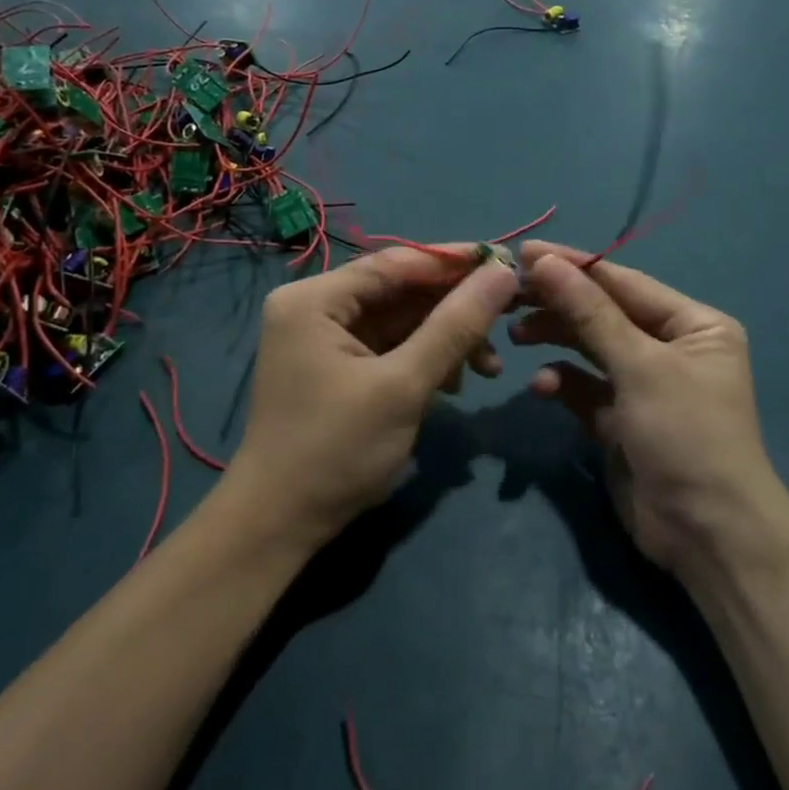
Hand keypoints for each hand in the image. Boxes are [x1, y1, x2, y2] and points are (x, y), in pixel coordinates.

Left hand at [226, 246, 519, 549]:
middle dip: (454, 311)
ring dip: (446, 340)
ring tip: (488, 370)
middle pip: (401, 291)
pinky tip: (454, 385)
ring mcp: (325, 338)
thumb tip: (502, 273)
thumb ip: (455, 325)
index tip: (508, 264)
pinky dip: (425, 359)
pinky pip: (392, 346)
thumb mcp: (403, 386)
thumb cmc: (336, 450)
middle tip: (509, 321)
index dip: (455, 262)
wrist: (279, 527)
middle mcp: (316, 307)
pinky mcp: (337, 366)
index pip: (397, 262)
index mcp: (316, 299)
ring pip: (402, 321)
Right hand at [512, 242, 783, 576]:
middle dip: (560, 306)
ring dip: (556, 342)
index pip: (624, 283)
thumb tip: (546, 261)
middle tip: (510, 297)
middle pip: (604, 314)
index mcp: (693, 324)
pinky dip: (563, 383)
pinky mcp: (621, 421)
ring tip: (515, 337)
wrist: (707, 535)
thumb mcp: (640, 366)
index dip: (575, 267)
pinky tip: (542, 387)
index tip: (526, 253)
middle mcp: (671, 348)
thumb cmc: (686, 434)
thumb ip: (589, 313)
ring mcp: (645, 385)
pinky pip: (585, 389)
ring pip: (590, 350)